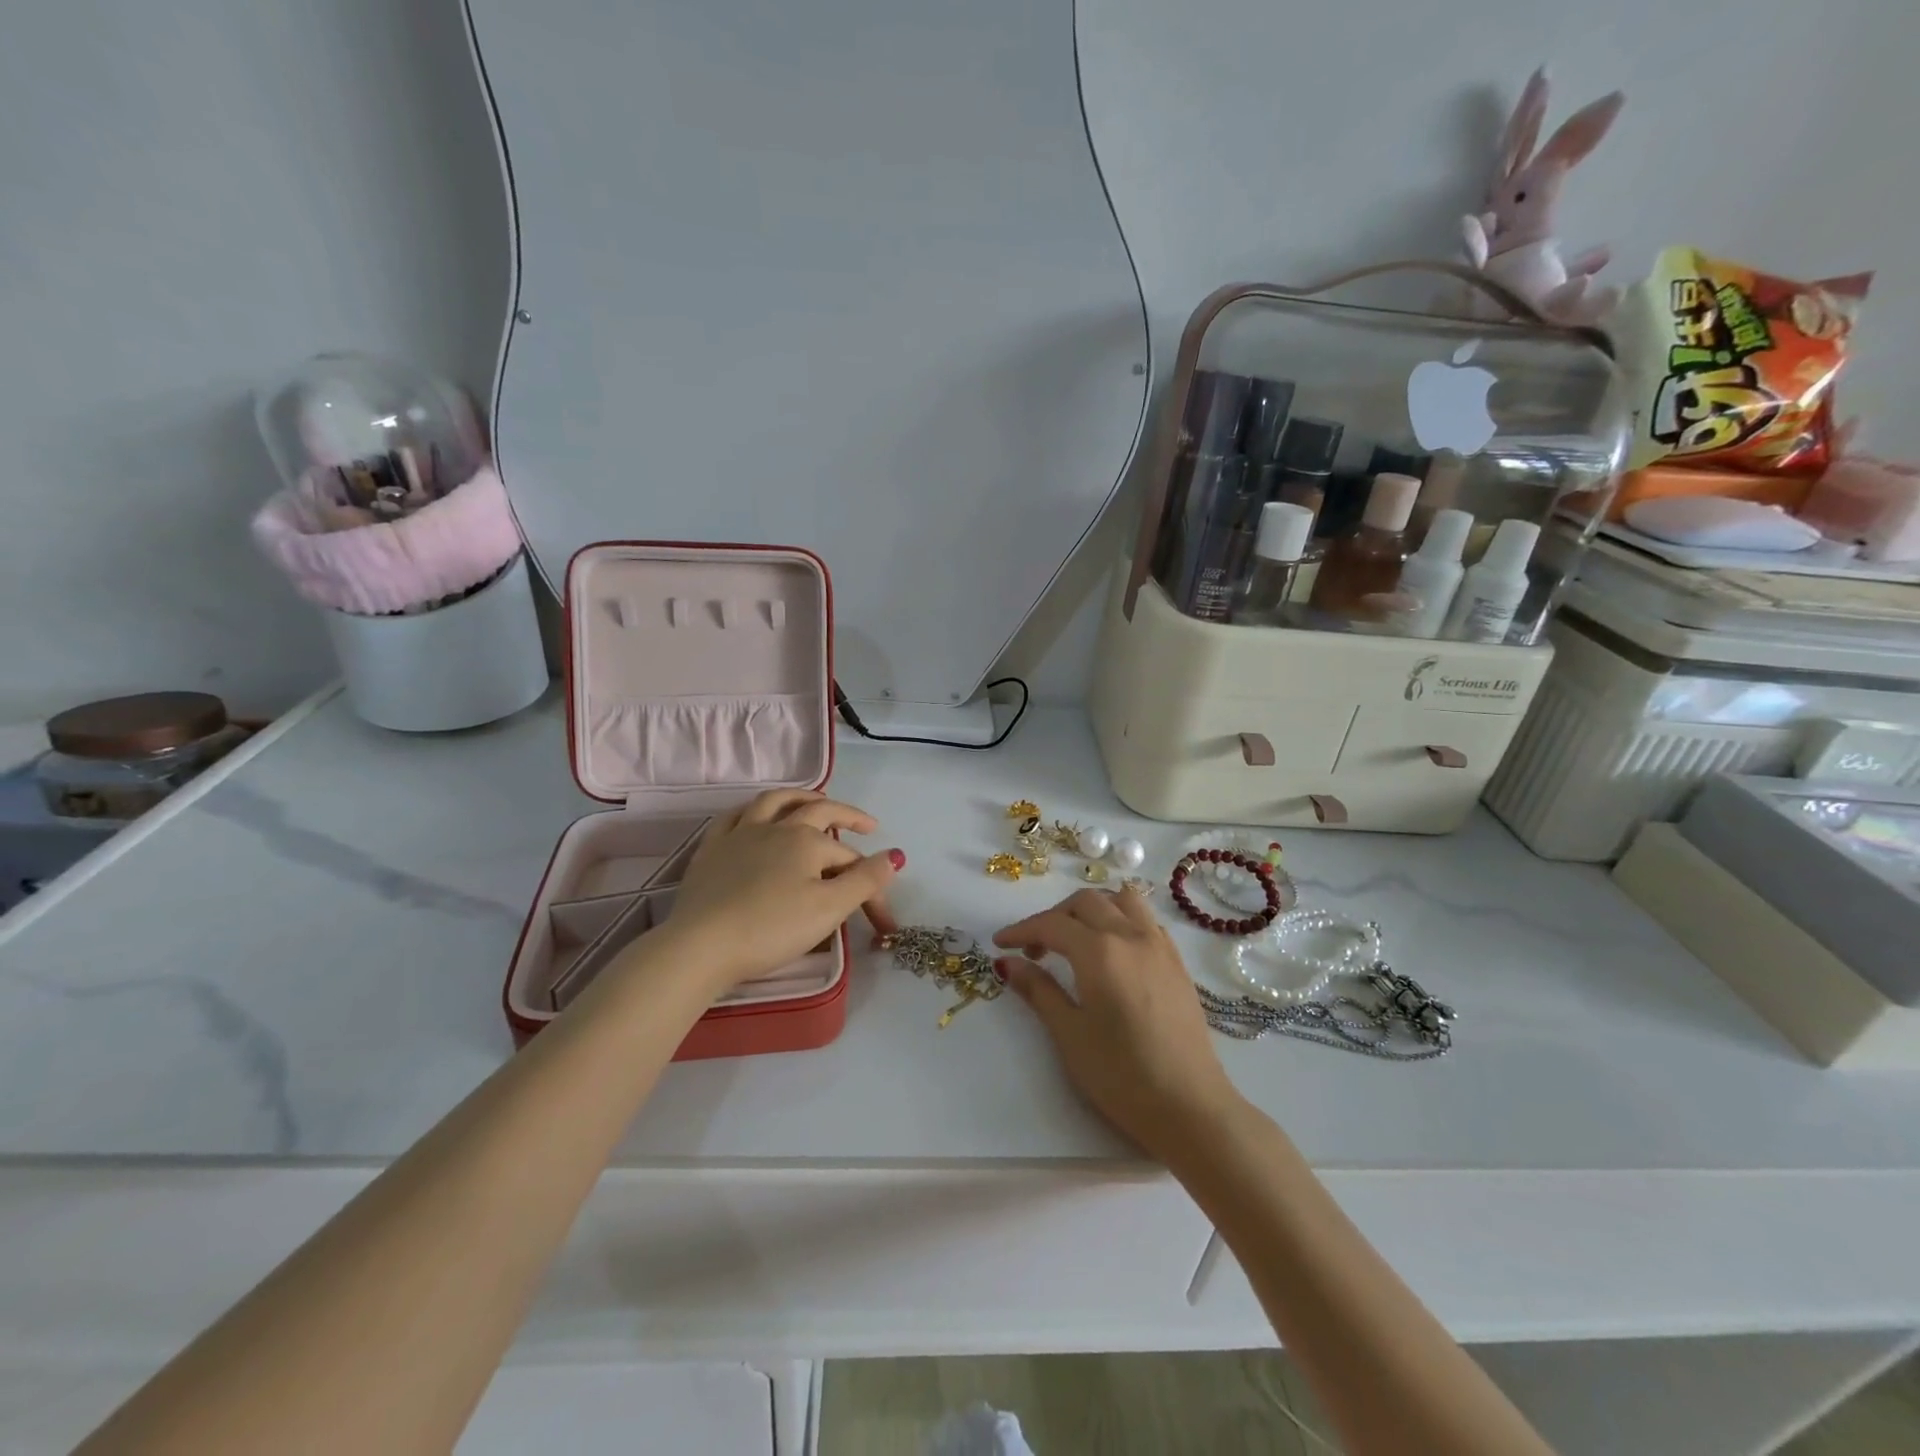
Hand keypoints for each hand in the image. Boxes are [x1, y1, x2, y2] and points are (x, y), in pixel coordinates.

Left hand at [664, 789, 901, 991]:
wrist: (702, 945)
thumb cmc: (772, 928)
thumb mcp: (829, 909)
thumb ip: (865, 880)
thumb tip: (895, 855)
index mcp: (808, 841)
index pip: (851, 861)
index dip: (871, 888)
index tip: (882, 923)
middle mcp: (777, 827)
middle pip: (819, 812)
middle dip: (847, 815)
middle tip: (867, 824)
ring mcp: (740, 834)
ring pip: (775, 802)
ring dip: (801, 797)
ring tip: (816, 800)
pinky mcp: (712, 849)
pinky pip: (734, 817)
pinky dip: (753, 811)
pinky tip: (756, 816)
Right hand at [994, 887, 1241, 1163]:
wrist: (1190, 1107)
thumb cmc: (1121, 1076)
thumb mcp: (1070, 1034)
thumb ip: (1039, 990)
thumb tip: (1007, 963)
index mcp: (1100, 952)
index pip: (1052, 924)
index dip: (1021, 930)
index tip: (1000, 943)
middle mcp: (1131, 936)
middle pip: (1086, 902)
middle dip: (1054, 917)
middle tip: (1034, 948)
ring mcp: (1159, 945)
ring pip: (1121, 900)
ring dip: (1092, 908)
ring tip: (1075, 939)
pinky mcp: (1177, 962)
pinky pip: (1145, 919)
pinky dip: (1121, 919)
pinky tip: (1112, 951)